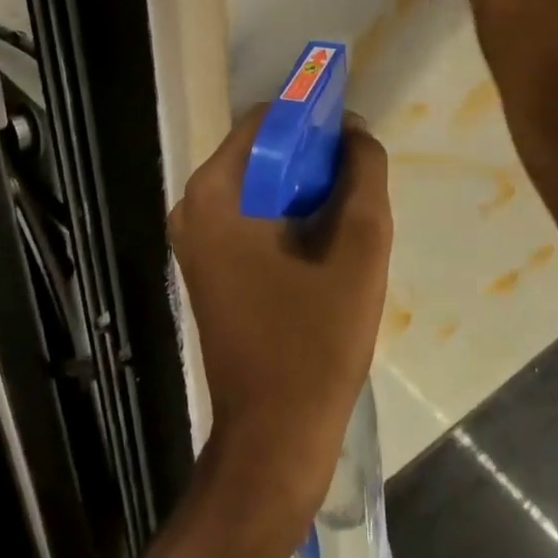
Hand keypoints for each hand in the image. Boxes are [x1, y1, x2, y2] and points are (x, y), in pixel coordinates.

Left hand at [168, 108, 393, 533]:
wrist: (275, 438)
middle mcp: (194, 207)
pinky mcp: (210, 264)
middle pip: (263, 150)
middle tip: (358, 185)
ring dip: (307, 188)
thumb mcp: (359, 246)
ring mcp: (197, 239)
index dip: (315, 119)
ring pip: (262, 183)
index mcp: (215, 193)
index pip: (268, 120)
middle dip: (314, 158)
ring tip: (348, 217)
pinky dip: (290, 214)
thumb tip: (354, 129)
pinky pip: (254, 214)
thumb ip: (363, 173)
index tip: (354, 141)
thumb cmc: (315, 342)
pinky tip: (325, 244)